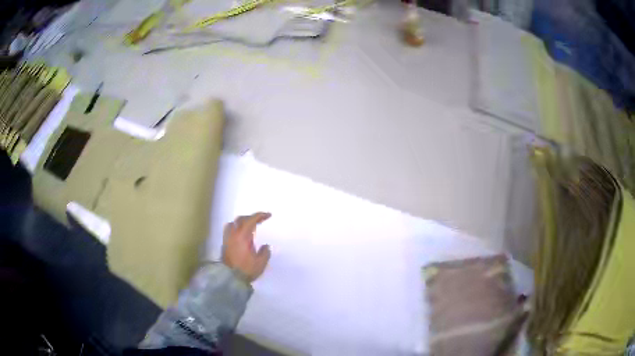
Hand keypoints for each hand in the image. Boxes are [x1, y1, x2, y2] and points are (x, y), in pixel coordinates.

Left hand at [222, 212, 271, 282]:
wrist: (229, 278)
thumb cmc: (246, 270)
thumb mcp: (260, 263)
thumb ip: (264, 253)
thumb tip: (265, 246)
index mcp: (243, 236)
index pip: (251, 220)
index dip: (260, 215)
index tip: (268, 215)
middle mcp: (233, 235)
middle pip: (241, 219)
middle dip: (251, 217)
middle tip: (260, 219)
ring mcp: (227, 239)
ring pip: (232, 224)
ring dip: (241, 222)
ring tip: (248, 226)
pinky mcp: (224, 245)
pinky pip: (229, 230)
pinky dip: (236, 228)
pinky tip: (240, 235)